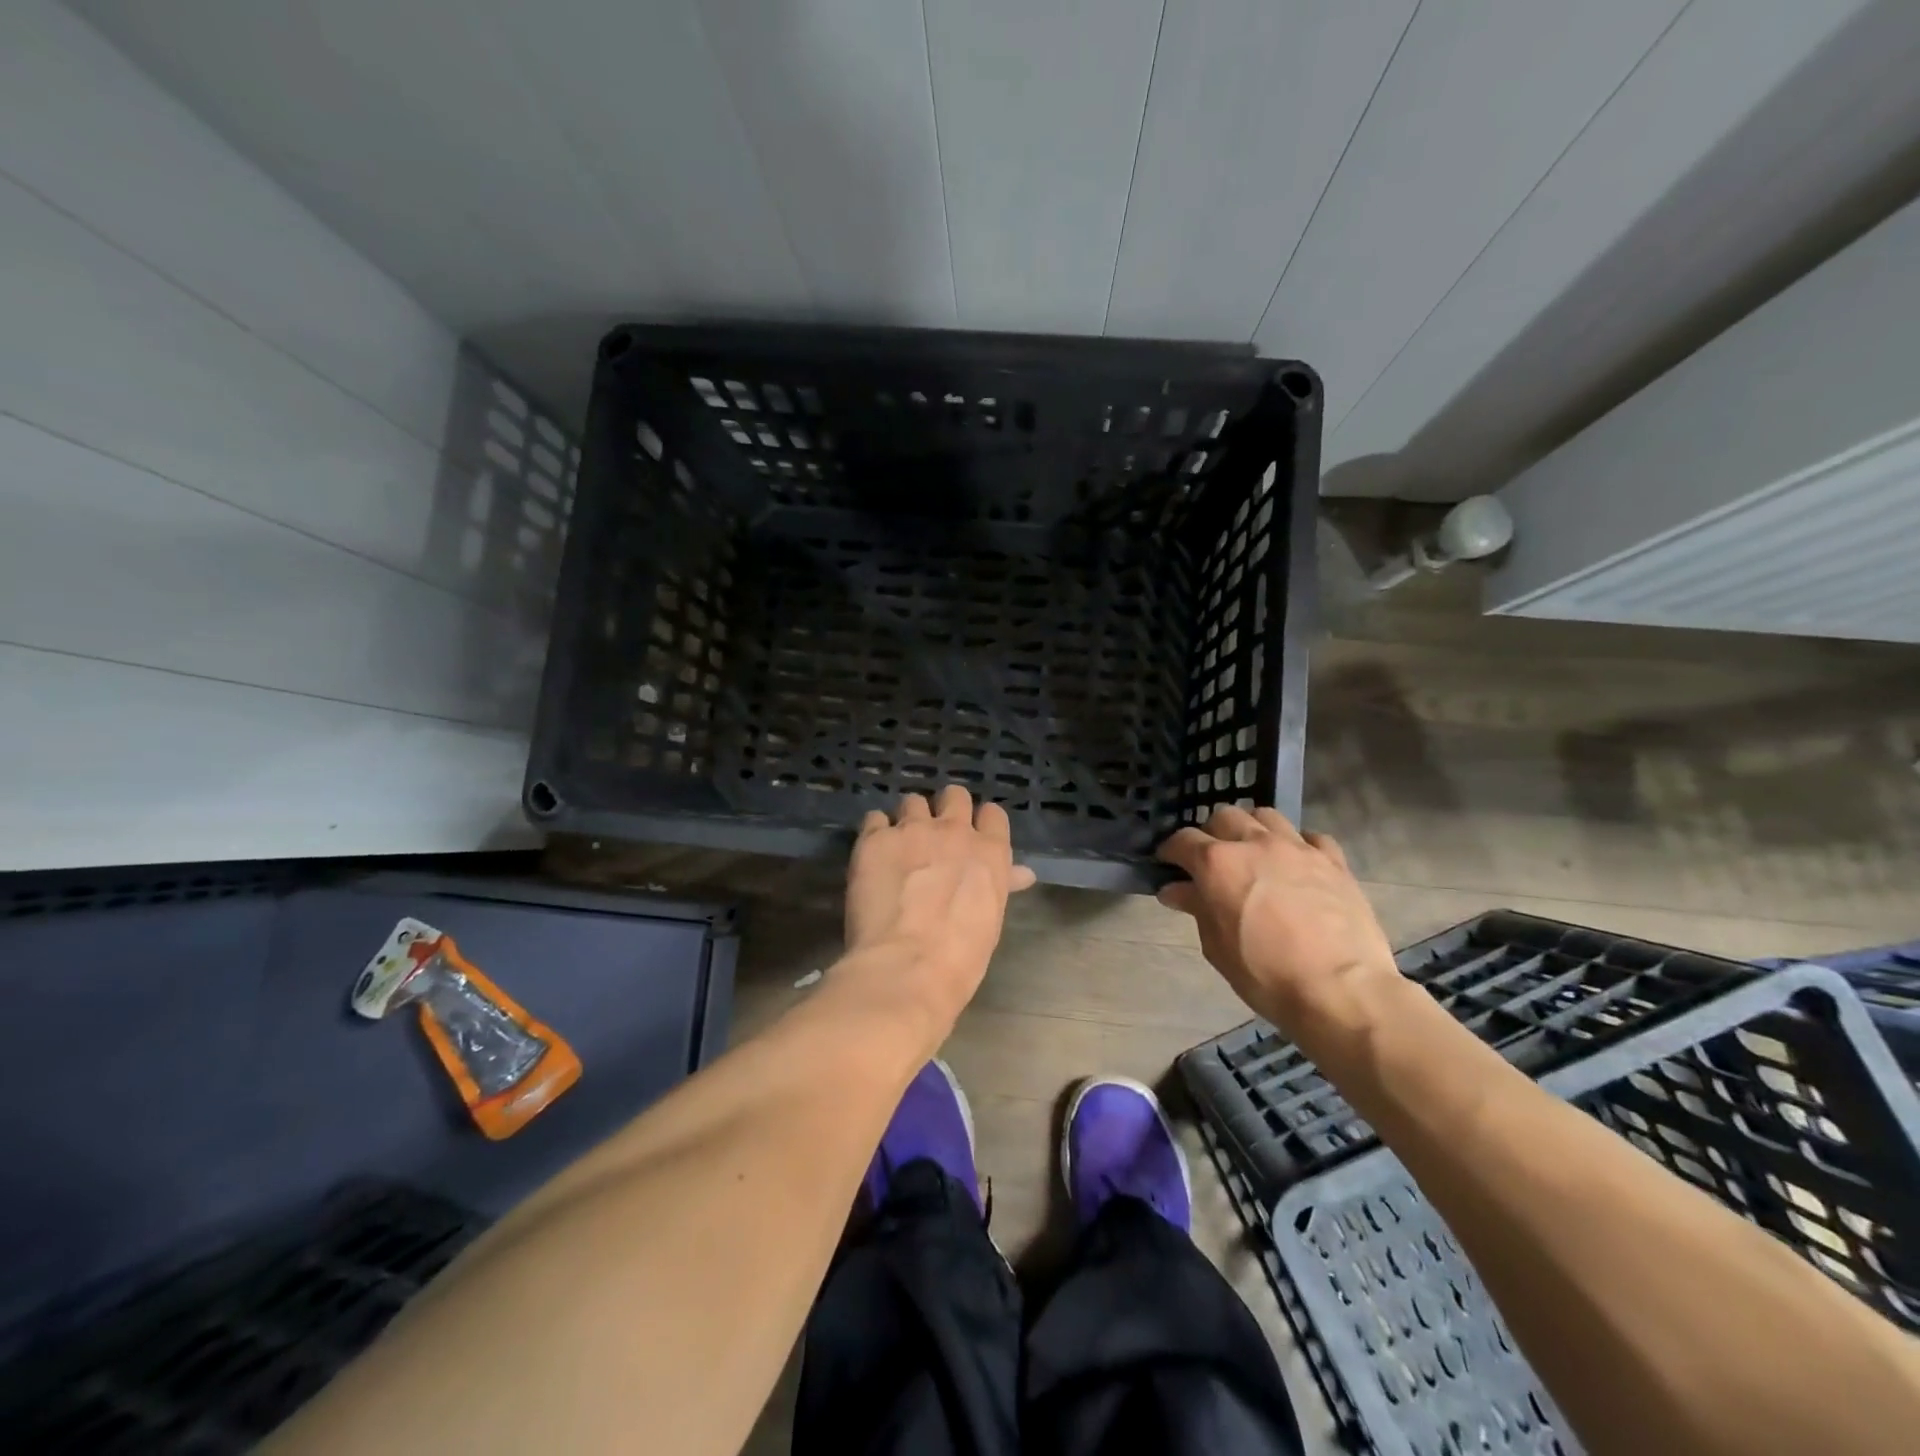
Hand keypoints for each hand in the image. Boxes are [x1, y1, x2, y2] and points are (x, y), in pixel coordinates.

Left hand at [840, 787, 1036, 1036]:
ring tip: (900, 845)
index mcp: (990, 851)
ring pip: (912, 802)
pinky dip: (876, 831)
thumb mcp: (991, 918)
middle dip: (946, 810)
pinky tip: (873, 854)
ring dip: (909, 819)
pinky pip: (874, 818)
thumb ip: (1001, 884)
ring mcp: (912, 830)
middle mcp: (953, 830)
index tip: (973, 838)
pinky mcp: (874, 838)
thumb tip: (1023, 874)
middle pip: (954, 796)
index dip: (982, 823)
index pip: (993, 814)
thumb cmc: (961, 956)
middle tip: (935, 835)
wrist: (907, 966)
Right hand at [1156, 806, 1395, 1033]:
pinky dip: (1297, 845)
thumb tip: (1175, 890)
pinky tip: (1296, 864)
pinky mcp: (1334, 860)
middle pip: (1224, 817)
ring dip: (1252, 829)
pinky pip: (1310, 837)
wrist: (1341, 990)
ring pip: (1266, 816)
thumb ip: (1196, 909)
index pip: (1183, 840)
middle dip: (1211, 834)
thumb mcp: (1217, 947)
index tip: (1168, 864)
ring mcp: (1297, 848)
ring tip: (1252, 852)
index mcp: (1218, 864)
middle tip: (1211, 860)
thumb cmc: (1266, 974)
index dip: (1171, 851)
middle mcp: (1255, 843)